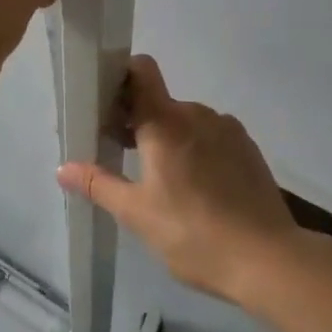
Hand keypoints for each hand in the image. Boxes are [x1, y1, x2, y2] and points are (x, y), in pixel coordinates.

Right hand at [58, 56, 300, 305]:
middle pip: (159, 101)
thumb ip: (98, 184)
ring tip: (164, 181)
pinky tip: (198, 189)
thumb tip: (62, 168)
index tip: (107, 104)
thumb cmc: (193, 233)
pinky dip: (198, 150)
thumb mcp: (137, 214)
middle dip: (139, 121)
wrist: (269, 260)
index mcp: (165, 121)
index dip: (121, 76)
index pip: (141, 70)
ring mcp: (227, 129)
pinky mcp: (248, 149)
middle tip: (125, 157)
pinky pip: (212, 136)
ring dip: (170, 137)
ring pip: (187, 120)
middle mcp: (197, 113)